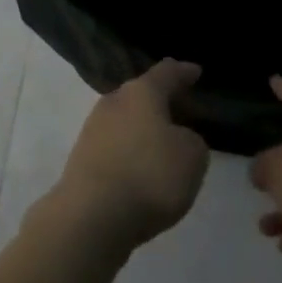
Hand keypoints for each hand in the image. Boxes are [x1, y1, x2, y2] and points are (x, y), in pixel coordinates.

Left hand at [40, 59, 210, 253]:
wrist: (93, 212)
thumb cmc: (150, 175)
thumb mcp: (192, 156)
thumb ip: (192, 139)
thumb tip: (176, 137)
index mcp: (140, 92)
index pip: (166, 73)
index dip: (183, 71)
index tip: (195, 70)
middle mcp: (113, 101)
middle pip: (142, 94)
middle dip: (163, 100)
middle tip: (185, 108)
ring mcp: (94, 127)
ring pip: (127, 117)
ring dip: (146, 125)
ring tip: (168, 139)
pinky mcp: (85, 154)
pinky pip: (118, 142)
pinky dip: (134, 147)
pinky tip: (145, 163)